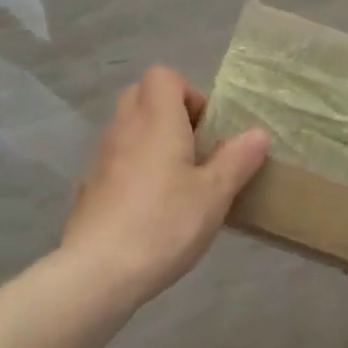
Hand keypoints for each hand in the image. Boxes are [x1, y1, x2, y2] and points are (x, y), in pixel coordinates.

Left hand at [60, 66, 269, 307]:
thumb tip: (258, 133)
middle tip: (194, 150)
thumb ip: (237, 159)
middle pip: (143, 96)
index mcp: (156, 118)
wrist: (96, 272)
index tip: (206, 130)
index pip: (164, 75)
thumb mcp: (214, 194)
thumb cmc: (163, 223)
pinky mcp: (88, 186)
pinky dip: (133, 168)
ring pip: (128, 128)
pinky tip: (149, 208)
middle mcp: (124, 127)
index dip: (189, 93)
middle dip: (170, 114)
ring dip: (151, 141)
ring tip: (176, 182)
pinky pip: (115, 159)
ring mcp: (101, 156)